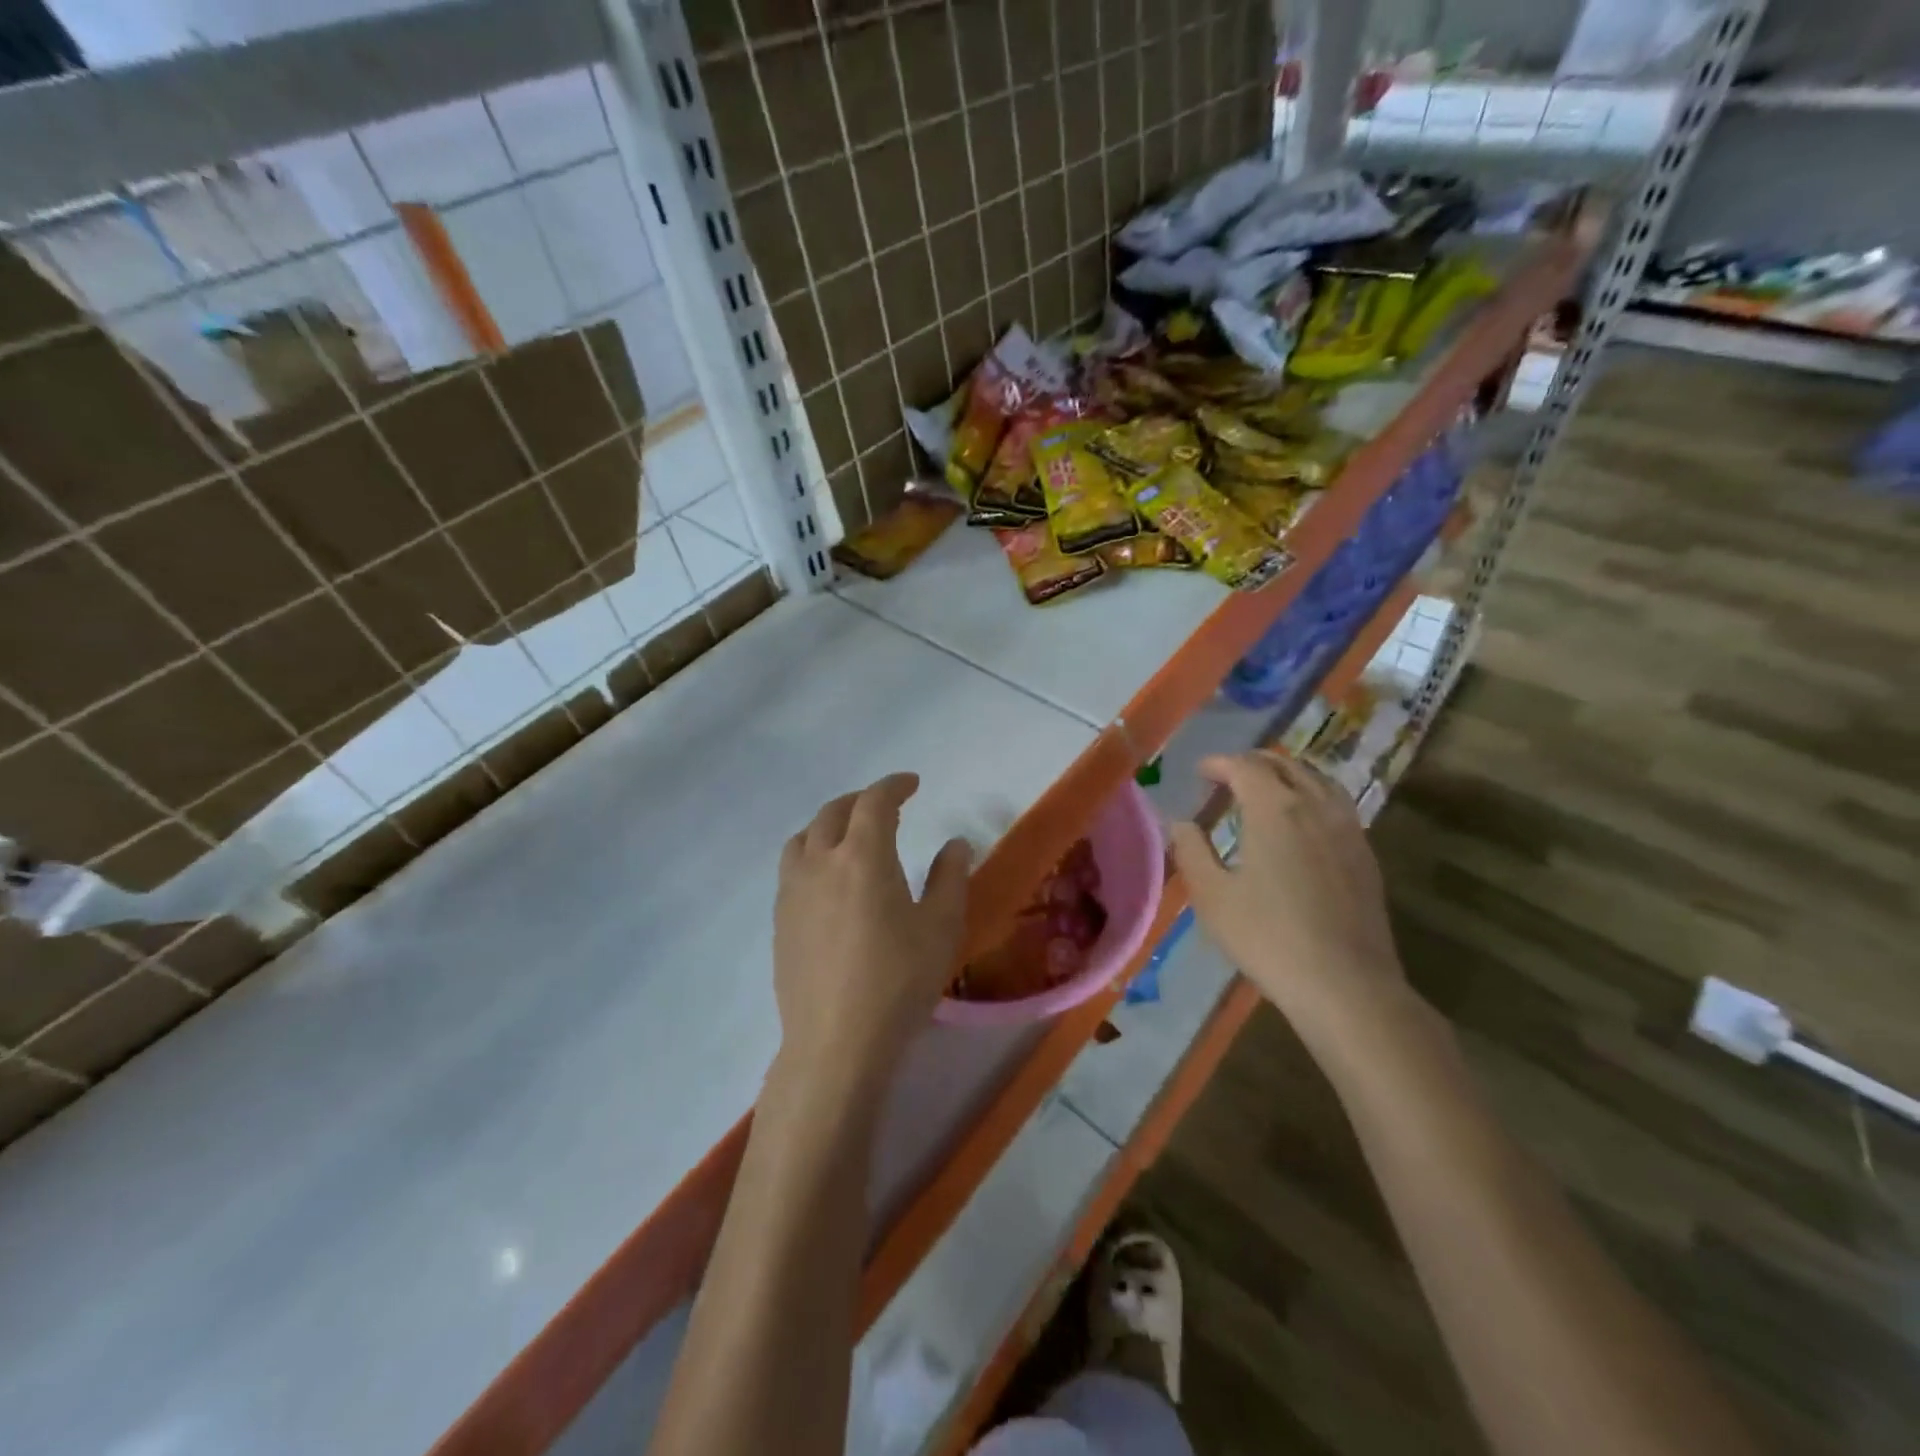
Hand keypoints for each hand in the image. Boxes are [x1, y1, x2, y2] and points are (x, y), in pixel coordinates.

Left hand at [772, 773, 972, 1097]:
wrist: (836, 1042)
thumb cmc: (898, 981)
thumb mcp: (940, 927)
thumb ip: (949, 878)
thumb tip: (954, 844)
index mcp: (862, 856)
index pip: (874, 801)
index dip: (894, 785)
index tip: (912, 784)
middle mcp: (820, 862)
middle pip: (833, 812)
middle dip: (861, 800)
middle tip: (885, 806)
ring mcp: (792, 891)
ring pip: (803, 837)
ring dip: (828, 824)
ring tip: (849, 836)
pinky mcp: (779, 920)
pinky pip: (792, 867)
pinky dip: (811, 853)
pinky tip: (828, 879)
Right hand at [1169, 752, 1406, 1038]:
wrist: (1345, 984)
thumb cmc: (1268, 937)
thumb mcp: (1212, 896)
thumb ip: (1191, 850)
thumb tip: (1180, 822)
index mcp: (1274, 809)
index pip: (1245, 766)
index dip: (1219, 763)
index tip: (1200, 772)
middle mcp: (1315, 806)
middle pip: (1285, 764)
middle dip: (1253, 763)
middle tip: (1228, 776)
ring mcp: (1348, 828)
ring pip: (1318, 779)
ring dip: (1287, 774)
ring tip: (1267, 789)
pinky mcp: (1365, 854)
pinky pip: (1337, 804)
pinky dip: (1312, 795)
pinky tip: (1302, 822)